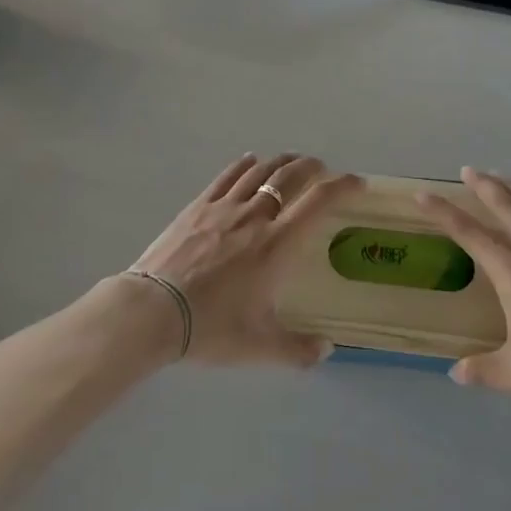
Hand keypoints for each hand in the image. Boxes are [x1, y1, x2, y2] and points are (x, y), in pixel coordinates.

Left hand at [119, 154, 360, 366]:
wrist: (153, 310)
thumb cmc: (211, 327)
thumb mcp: (259, 346)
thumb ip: (298, 349)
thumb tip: (326, 349)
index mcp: (277, 245)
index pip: (318, 202)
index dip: (342, 187)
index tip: (357, 182)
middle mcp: (255, 216)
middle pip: (289, 177)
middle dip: (311, 167)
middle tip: (322, 169)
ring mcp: (223, 207)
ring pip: (259, 172)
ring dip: (281, 162)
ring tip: (292, 161)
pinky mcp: (197, 207)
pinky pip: (226, 177)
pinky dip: (244, 165)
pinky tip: (249, 161)